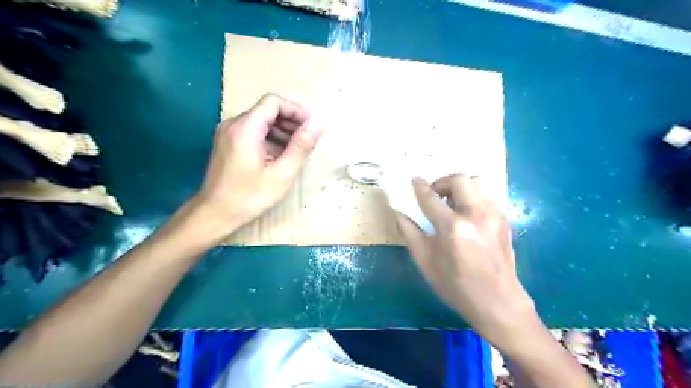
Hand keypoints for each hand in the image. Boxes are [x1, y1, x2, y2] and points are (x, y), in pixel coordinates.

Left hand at [187, 95, 320, 237]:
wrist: (215, 214)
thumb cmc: (250, 196)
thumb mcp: (282, 173)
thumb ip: (301, 146)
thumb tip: (317, 123)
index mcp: (245, 128)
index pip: (274, 102)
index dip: (296, 111)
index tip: (311, 128)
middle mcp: (233, 124)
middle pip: (267, 110)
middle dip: (291, 122)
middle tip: (307, 141)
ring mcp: (228, 134)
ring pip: (261, 121)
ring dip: (282, 131)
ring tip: (297, 151)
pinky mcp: (227, 144)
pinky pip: (253, 133)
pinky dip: (270, 139)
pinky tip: (280, 157)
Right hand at [399, 176, 539, 354]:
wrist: (498, 303)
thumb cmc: (456, 285)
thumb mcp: (425, 262)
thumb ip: (409, 233)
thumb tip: (398, 212)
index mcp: (453, 228)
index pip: (431, 197)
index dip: (419, 187)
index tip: (414, 180)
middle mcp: (476, 215)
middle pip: (459, 179)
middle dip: (442, 183)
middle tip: (435, 197)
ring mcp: (494, 215)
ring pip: (477, 182)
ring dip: (460, 187)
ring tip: (451, 204)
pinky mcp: (504, 220)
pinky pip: (486, 195)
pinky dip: (472, 196)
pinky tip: (466, 215)